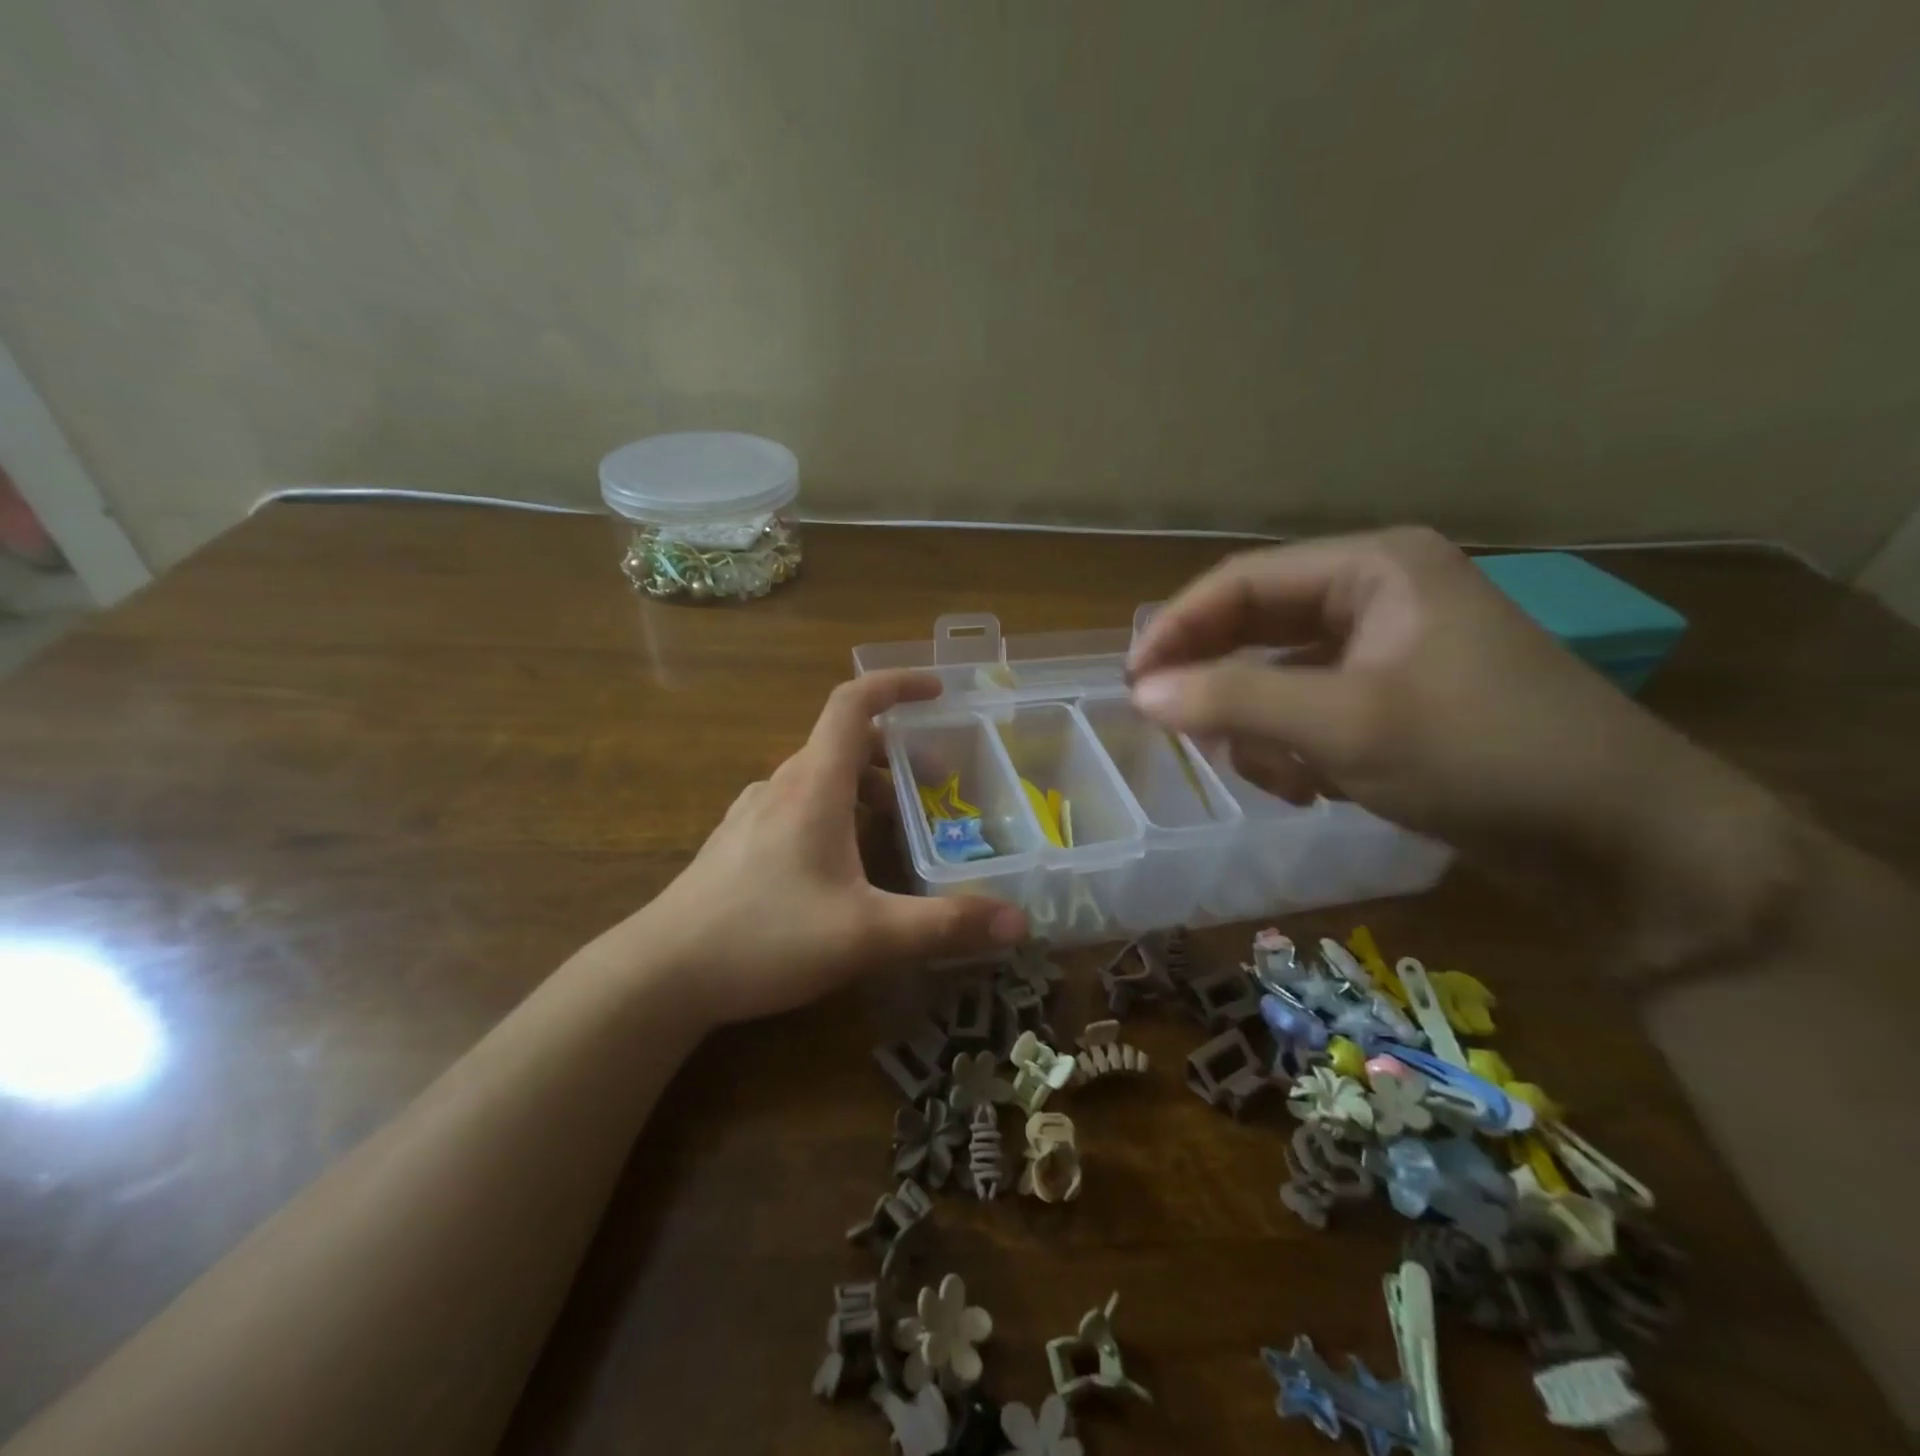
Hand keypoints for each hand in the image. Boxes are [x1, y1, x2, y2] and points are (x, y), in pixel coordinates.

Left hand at [630, 670, 1028, 1027]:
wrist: (662, 973)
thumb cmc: (766, 937)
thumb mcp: (867, 934)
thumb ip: (944, 926)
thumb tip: (1018, 923)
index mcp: (814, 784)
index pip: (853, 703)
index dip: (896, 684)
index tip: (936, 690)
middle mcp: (781, 785)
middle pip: (843, 742)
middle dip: (895, 753)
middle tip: (936, 785)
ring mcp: (752, 812)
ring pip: (818, 777)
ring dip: (864, 786)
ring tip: (896, 827)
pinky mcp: (737, 841)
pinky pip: (796, 804)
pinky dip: (833, 810)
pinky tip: (841, 863)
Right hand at [1126, 527, 1764, 869]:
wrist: (1622, 841)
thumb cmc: (1483, 757)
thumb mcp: (1344, 724)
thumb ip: (1233, 700)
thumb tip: (1142, 694)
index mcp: (1373, 568)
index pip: (1242, 582)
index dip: (1178, 629)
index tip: (1132, 684)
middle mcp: (1379, 596)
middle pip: (1259, 628)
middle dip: (1222, 685)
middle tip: (1182, 732)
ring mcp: (1391, 651)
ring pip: (1281, 677)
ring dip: (1262, 727)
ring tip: (1279, 777)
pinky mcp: (1399, 701)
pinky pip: (1314, 711)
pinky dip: (1297, 748)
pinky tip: (1313, 788)